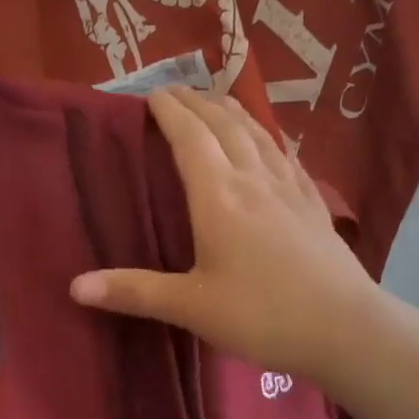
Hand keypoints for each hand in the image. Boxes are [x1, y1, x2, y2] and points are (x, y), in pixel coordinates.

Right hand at [69, 88, 381, 378]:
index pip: (190, 137)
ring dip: (235, 113)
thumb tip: (75, 286)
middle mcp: (255, 180)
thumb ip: (134, 292)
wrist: (344, 328)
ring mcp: (291, 189)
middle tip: (177, 90)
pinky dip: (270, 139)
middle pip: (225, 126)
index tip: (152, 92)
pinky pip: (288, 157)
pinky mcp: (315, 205)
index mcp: (219, 196)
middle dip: (198, 103)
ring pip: (259, 135)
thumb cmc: (262, 315)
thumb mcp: (191, 306)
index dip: (170, 110)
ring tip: (220, 101)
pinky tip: (273, 144)